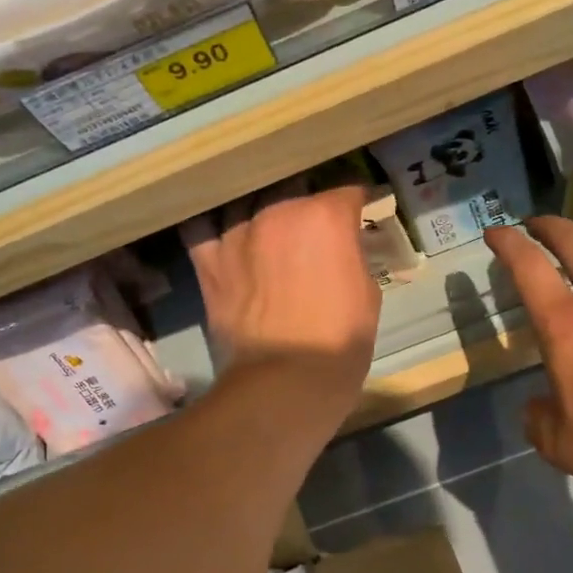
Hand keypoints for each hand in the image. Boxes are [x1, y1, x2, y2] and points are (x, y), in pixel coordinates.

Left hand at [182, 179, 380, 411]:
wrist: (283, 384)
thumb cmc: (339, 342)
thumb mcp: (367, 292)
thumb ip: (351, 254)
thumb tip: (343, 245)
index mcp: (324, 216)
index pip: (346, 191)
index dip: (356, 205)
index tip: (359, 215)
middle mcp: (278, 211)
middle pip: (295, 189)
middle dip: (308, 203)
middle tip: (315, 228)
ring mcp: (237, 233)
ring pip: (250, 202)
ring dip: (264, 212)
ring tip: (271, 230)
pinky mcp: (209, 261)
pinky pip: (205, 228)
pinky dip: (218, 229)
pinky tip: (227, 236)